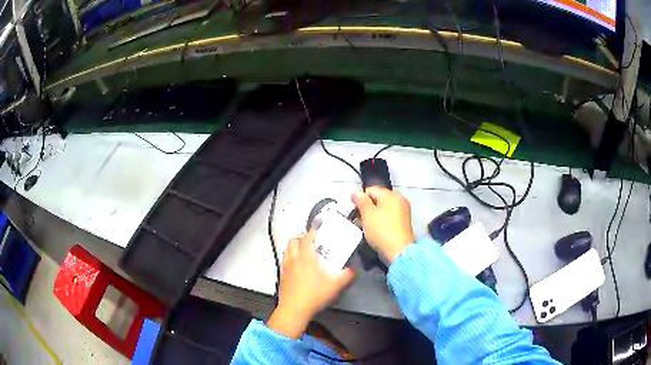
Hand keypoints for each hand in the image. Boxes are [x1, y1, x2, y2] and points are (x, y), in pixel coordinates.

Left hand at [267, 230, 354, 338]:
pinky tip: (297, 266)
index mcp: (306, 257)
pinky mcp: (282, 275)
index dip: (313, 232)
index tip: (319, 231)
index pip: (307, 237)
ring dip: (295, 246)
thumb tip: (354, 269)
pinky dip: (290, 257)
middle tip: (313, 242)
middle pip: (294, 240)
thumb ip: (347, 275)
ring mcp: (286, 267)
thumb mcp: (335, 285)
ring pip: (287, 249)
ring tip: (304, 251)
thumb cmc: (314, 295)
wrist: (294, 309)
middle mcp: (294, 258)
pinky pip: (285, 260)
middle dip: (303, 238)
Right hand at [352, 187, 414, 262]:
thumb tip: (355, 192)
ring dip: (372, 216)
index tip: (353, 211)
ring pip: (382, 209)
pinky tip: (374, 231)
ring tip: (364, 227)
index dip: (360, 199)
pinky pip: (388, 217)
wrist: (399, 251)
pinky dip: (380, 221)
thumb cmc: (381, 231)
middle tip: (357, 219)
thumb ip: (361, 201)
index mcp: (391, 195)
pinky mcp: (403, 223)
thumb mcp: (368, 214)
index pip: (371, 190)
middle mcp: (399, 200)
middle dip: (366, 208)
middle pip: (378, 199)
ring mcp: (402, 212)